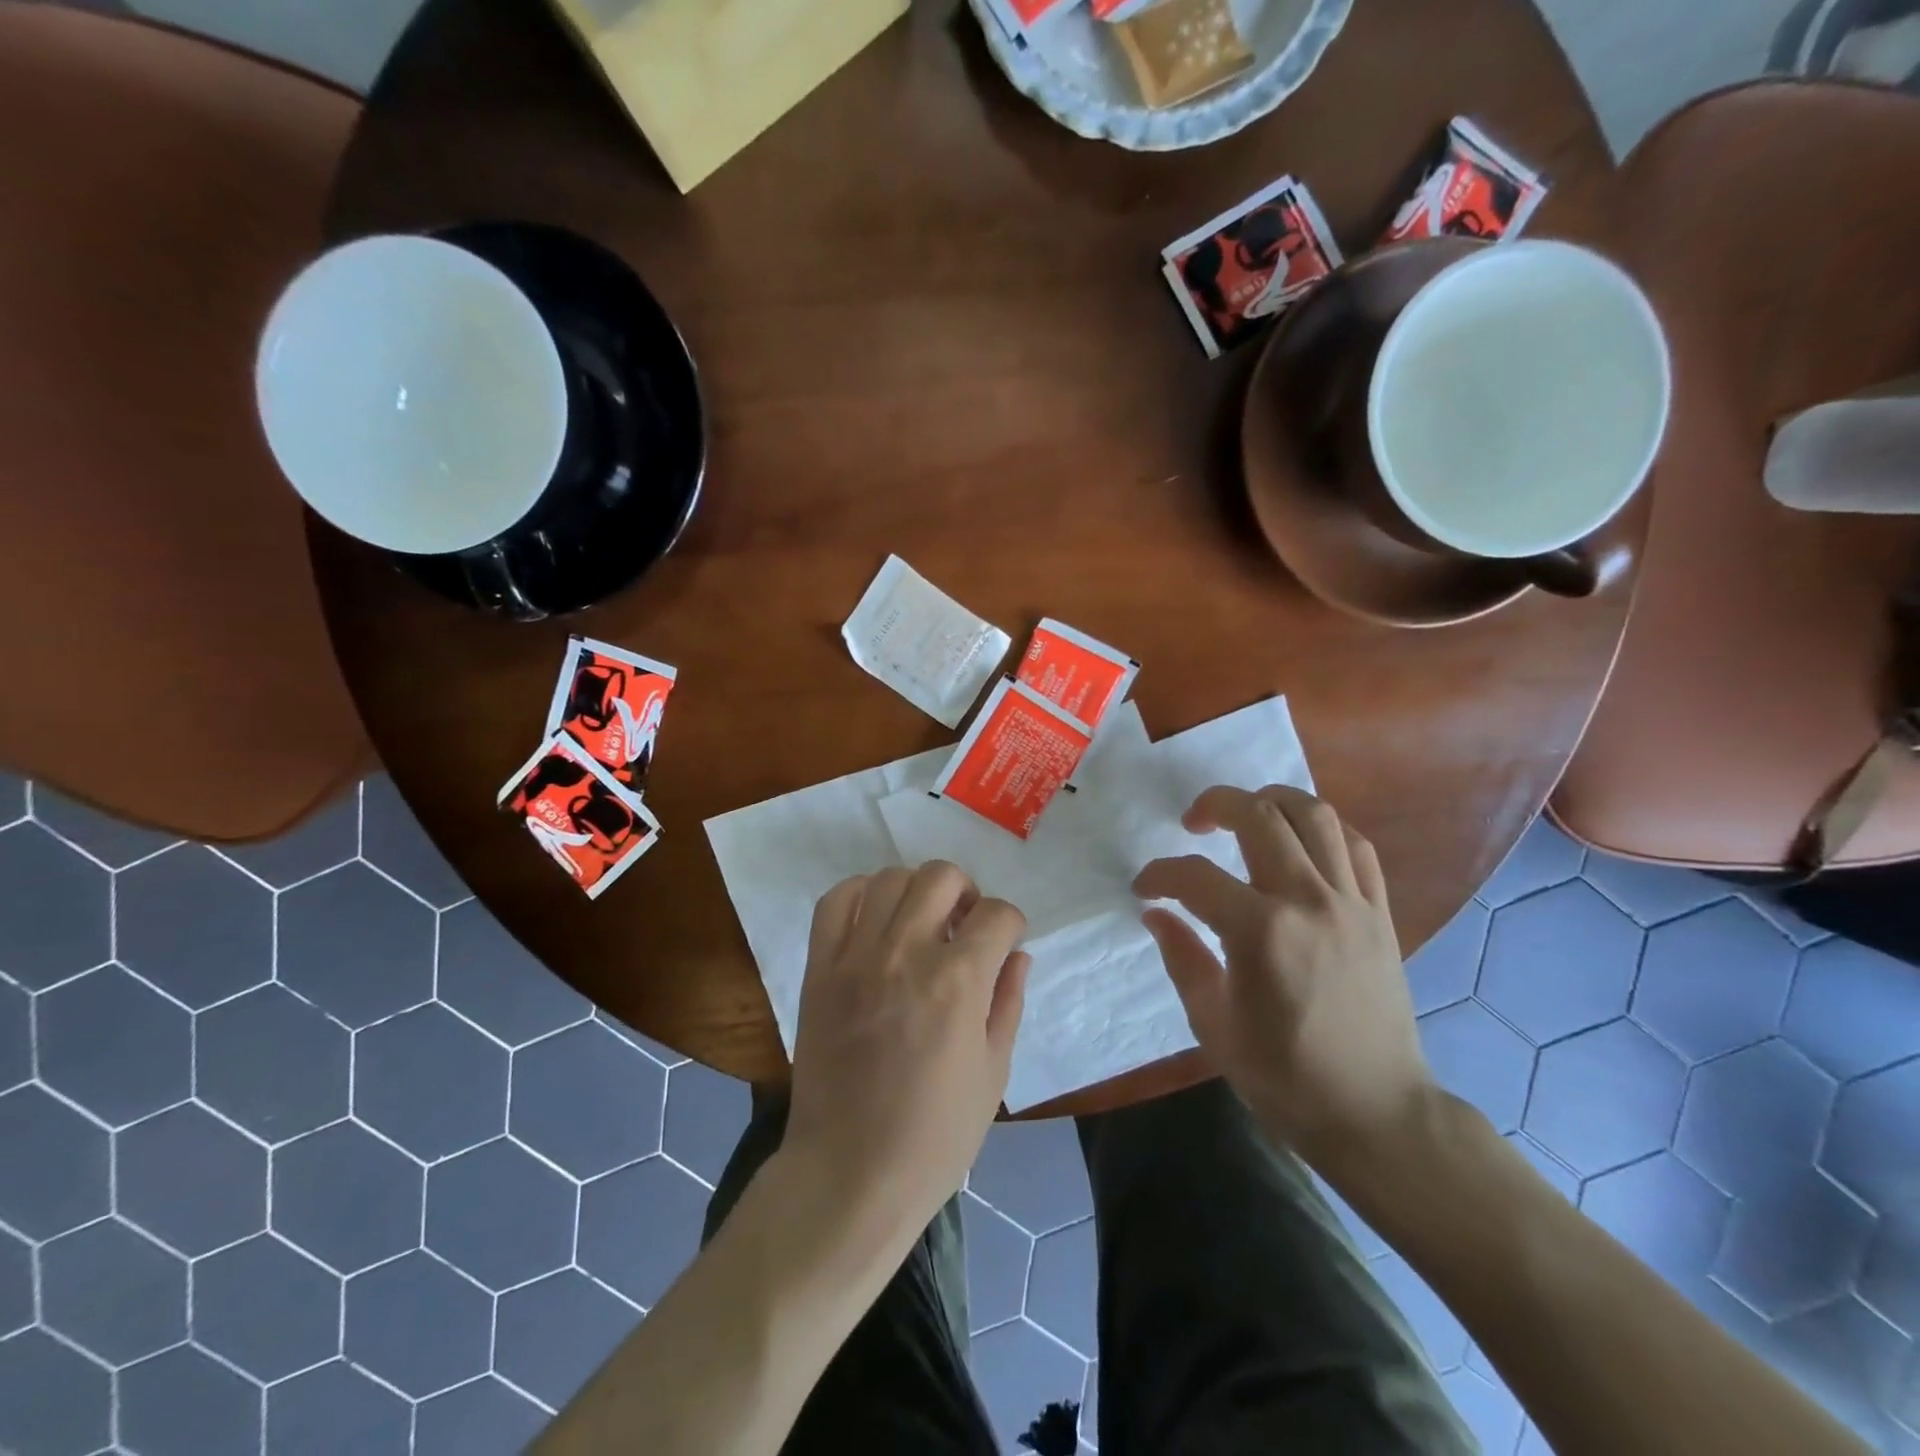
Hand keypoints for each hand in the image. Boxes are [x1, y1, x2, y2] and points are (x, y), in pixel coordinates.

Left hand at [784, 863, 1029, 1233]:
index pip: (998, 914)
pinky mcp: (820, 969)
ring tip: (920, 923)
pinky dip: (859, 894)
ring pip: (890, 878)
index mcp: (958, 981)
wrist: (850, 1174)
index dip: (1011, 924)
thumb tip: (1017, 955)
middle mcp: (907, 953)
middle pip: (941, 876)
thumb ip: (1008, 1002)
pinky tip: (875, 918)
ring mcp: (857, 957)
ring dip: (916, 891)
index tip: (1006, 942)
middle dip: (966, 892)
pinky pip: (835, 902)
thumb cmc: (935, 1136)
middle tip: (965, 926)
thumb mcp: (993, 1073)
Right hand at [1132, 786, 1434, 1167]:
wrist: (1376, 1114)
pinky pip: (1356, 847)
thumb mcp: (1213, 1024)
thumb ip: (1182, 957)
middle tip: (1192, 823)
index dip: (1159, 874)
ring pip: (1315, 815)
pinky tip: (1301, 843)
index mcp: (1260, 932)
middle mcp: (1308, 901)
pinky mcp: (1380, 914)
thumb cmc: (1285, 1077)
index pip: (1194, 877)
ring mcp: (1352, 903)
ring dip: (1272, 801)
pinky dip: (1324, 830)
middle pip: (1259, 817)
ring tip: (1247, 815)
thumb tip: (1157, 913)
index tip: (1145, 888)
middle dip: (1214, 805)